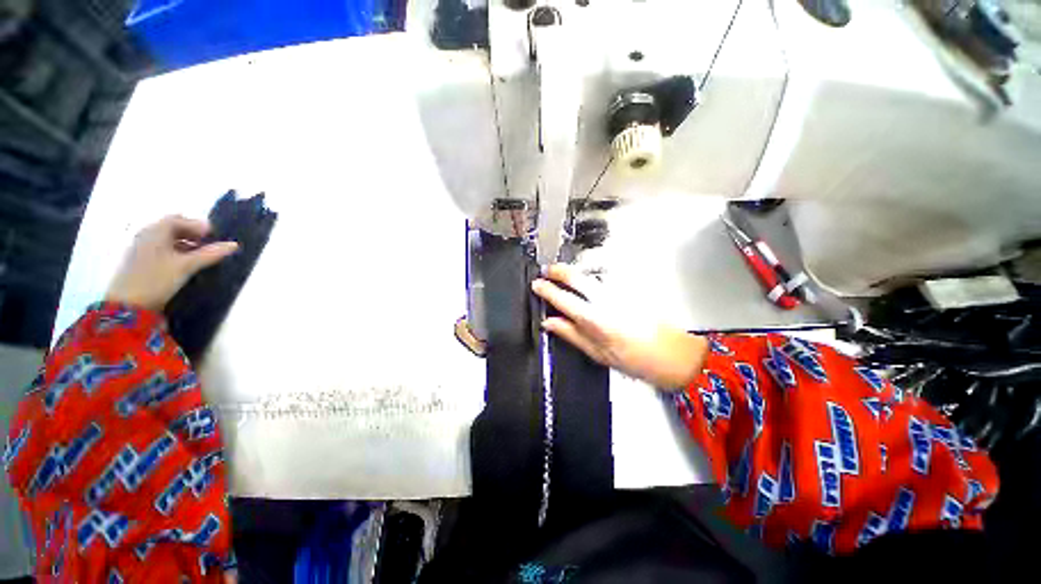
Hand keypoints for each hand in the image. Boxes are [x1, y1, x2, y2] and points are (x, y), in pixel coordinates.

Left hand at [105, 216, 238, 311]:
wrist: (127, 305)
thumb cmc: (156, 279)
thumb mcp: (186, 266)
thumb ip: (210, 254)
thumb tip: (234, 245)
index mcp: (155, 231)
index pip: (178, 219)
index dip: (197, 225)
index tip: (214, 236)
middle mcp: (146, 235)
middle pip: (171, 227)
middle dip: (191, 233)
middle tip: (208, 245)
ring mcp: (141, 248)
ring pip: (166, 239)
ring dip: (184, 243)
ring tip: (199, 256)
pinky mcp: (139, 261)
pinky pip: (160, 249)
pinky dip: (174, 252)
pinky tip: (183, 264)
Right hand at [531, 264, 707, 390]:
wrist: (671, 353)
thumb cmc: (633, 359)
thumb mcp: (597, 353)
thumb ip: (570, 334)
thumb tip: (549, 323)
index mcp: (594, 319)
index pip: (563, 298)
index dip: (546, 290)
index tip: (536, 284)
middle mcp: (605, 300)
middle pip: (576, 276)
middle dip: (558, 270)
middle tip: (547, 271)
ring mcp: (618, 291)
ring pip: (589, 274)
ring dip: (573, 272)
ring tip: (562, 277)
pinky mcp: (628, 288)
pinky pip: (603, 279)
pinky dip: (589, 278)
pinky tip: (585, 284)